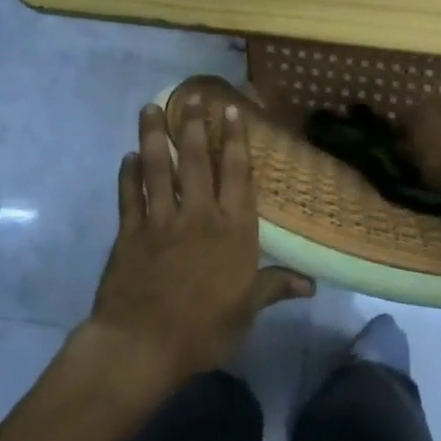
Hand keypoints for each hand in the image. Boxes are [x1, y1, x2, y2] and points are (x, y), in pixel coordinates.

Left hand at [83, 100, 312, 390]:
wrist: (143, 346)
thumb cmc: (204, 330)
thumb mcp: (247, 312)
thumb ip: (274, 287)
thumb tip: (311, 284)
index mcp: (232, 230)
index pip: (236, 175)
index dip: (235, 140)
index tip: (231, 110)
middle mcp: (198, 215)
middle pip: (197, 161)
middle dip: (195, 125)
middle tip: (191, 95)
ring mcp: (160, 221)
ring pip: (159, 169)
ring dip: (156, 136)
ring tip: (151, 108)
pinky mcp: (129, 233)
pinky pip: (129, 196)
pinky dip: (128, 175)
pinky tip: (128, 157)